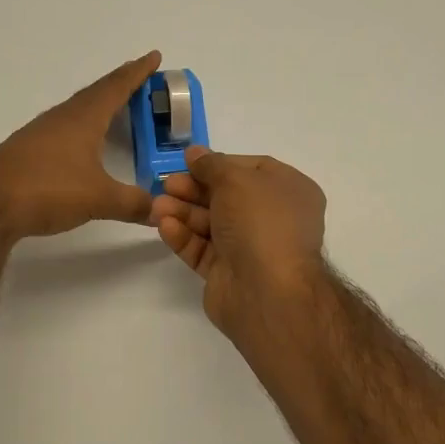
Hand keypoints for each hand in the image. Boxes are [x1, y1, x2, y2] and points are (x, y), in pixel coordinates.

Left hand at [0, 52, 161, 240]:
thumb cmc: (48, 190)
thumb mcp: (98, 199)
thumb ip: (132, 203)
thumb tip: (160, 210)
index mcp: (83, 118)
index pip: (116, 87)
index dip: (137, 72)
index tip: (154, 56)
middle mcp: (62, 118)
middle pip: (96, 93)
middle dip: (120, 84)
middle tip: (140, 77)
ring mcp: (40, 133)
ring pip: (77, 110)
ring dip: (99, 104)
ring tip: (115, 106)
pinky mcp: (27, 151)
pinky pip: (63, 128)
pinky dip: (81, 127)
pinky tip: (81, 142)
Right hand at [152, 146, 328, 336]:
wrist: (267, 291)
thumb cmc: (261, 222)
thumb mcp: (236, 179)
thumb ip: (211, 164)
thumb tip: (194, 153)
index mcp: (288, 191)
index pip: (250, 169)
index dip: (218, 163)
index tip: (189, 162)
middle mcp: (273, 218)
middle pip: (226, 196)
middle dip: (194, 189)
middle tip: (167, 184)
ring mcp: (251, 247)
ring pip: (211, 223)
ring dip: (183, 212)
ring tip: (156, 207)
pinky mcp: (228, 273)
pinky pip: (203, 249)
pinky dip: (184, 236)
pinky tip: (164, 226)